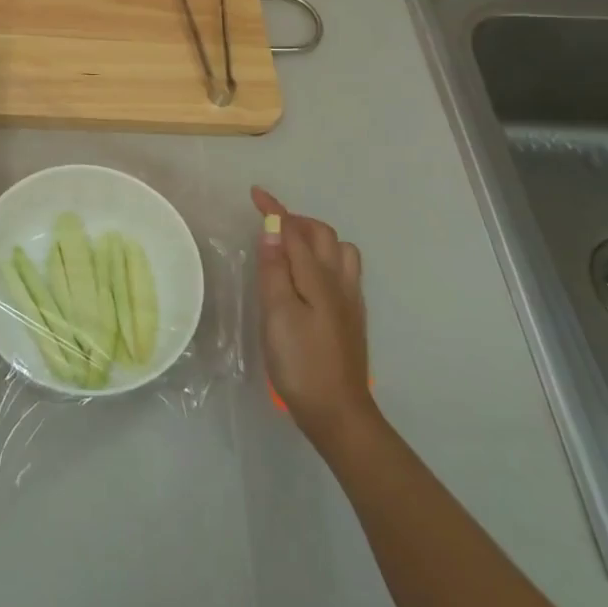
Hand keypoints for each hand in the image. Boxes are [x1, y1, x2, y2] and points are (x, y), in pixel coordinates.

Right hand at [252, 187, 376, 457]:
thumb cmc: (300, 362)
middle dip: (296, 221)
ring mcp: (350, 300)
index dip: (275, 210)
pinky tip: (309, 278)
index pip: (294, 231)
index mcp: (318, 277)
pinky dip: (324, 259)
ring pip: (339, 251)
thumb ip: (274, 269)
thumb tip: (272, 228)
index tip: (255, 193)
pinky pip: (344, 270)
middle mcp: (339, 281)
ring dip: (314, 239)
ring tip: (289, 250)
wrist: (339, 413)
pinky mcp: (352, 317)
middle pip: (322, 235)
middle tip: (268, 226)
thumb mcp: (277, 313)